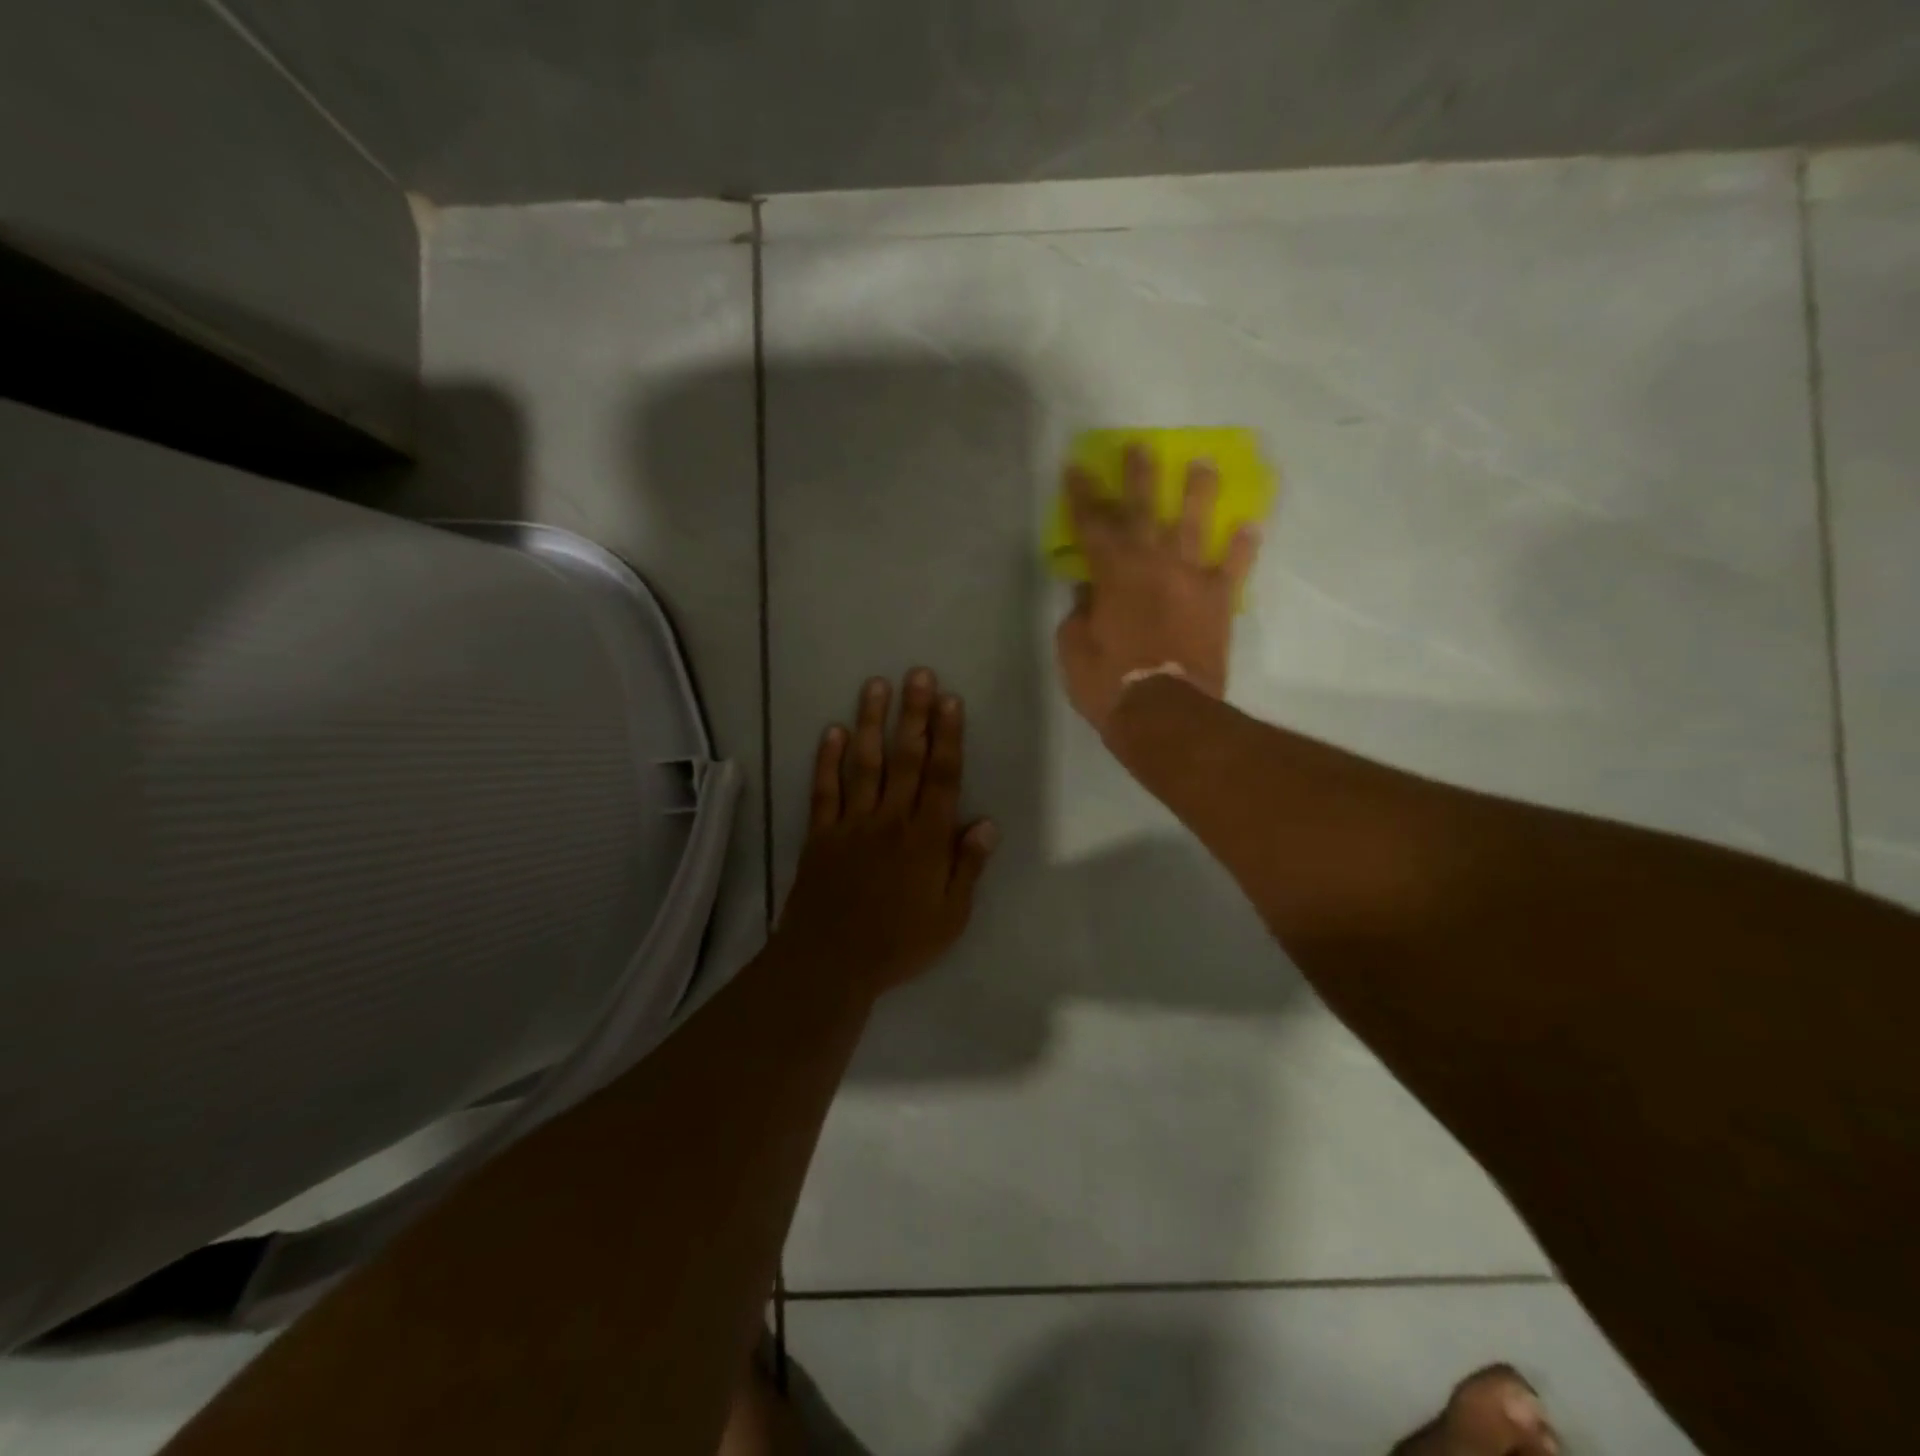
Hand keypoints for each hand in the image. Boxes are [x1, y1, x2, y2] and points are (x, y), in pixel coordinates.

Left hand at [775, 670, 997, 996]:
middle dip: (914, 715)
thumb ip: (968, 867)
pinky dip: (827, 760)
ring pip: (864, 764)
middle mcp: (891, 820)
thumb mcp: (951, 916)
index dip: (949, 736)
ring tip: (876, 685)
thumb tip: (988, 822)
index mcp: (927, 839)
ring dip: (871, 723)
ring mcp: (852, 824)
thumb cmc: (899, 943)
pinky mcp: (821, 834)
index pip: (943, 777)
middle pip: (906, 759)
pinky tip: (832, 731)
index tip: (951, 700)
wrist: (831, 962)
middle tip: (918, 674)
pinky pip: (824, 790)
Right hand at [1054, 445, 1260, 734]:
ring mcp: (1189, 579)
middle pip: (1144, 510)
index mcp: (1112, 573)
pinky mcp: (1218, 602)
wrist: (1163, 711)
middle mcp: (1152, 564)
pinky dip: (1241, 548)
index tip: (1077, 466)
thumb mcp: (1073, 648)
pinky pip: (1232, 569)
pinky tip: (1250, 526)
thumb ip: (1079, 613)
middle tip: (1141, 446)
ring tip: (1203, 465)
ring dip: (1198, 494)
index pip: (1092, 524)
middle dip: (1139, 476)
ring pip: (1194, 526)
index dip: (1082, 495)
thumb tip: (1087, 590)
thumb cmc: (1108, 681)